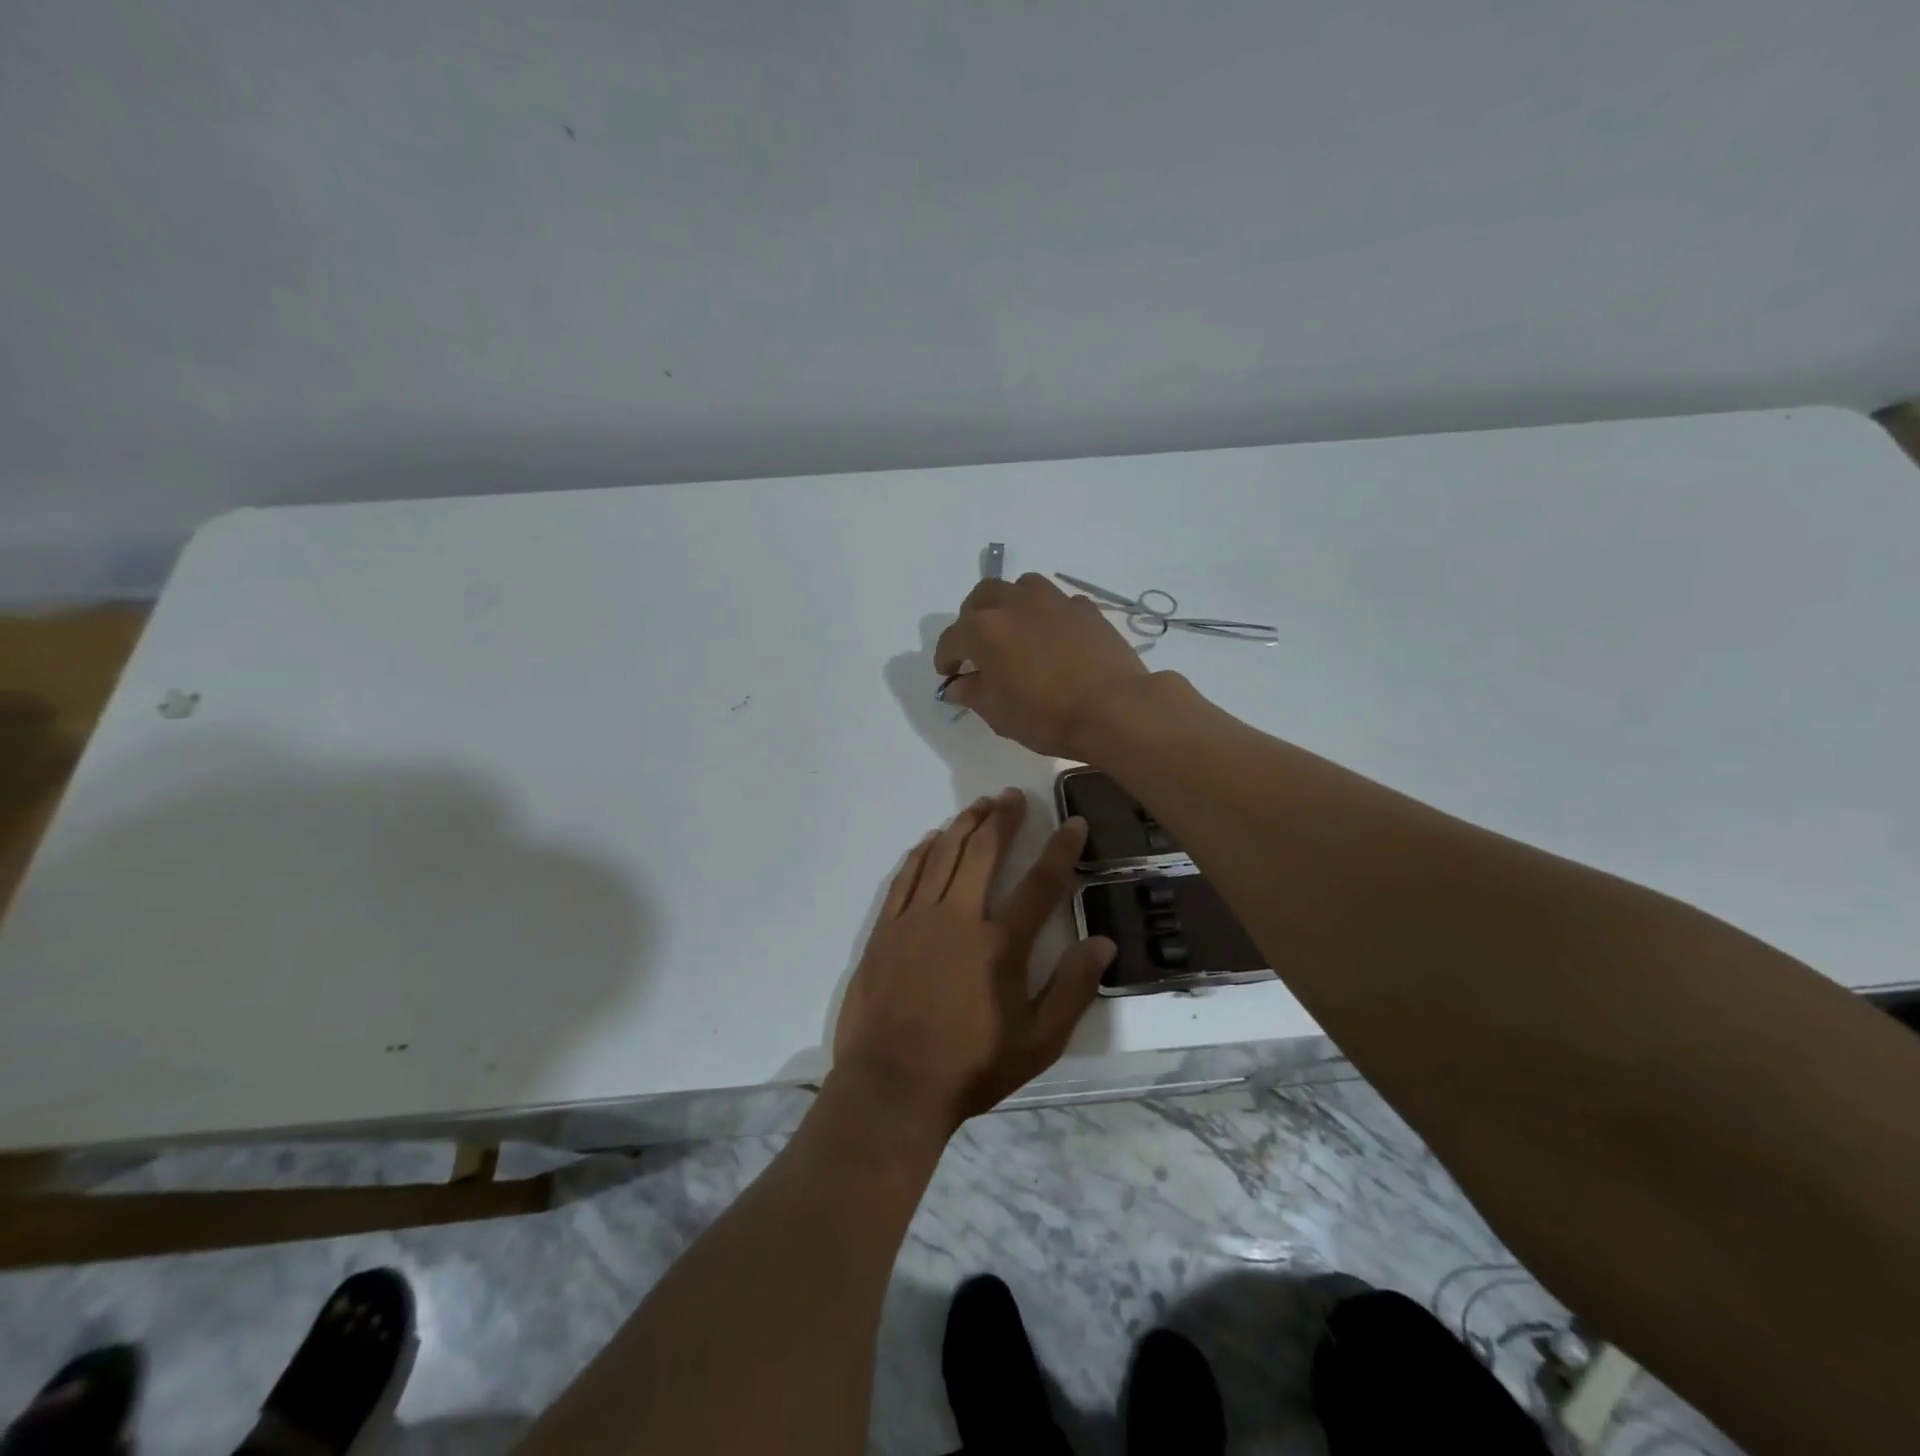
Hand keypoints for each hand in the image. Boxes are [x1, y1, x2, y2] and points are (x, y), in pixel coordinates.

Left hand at [830, 789, 1116, 1134]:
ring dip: (964, 825)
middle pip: (984, 852)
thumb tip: (1104, 943)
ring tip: (979, 805)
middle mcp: (959, 918)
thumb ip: (1072, 990)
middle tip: (1014, 796)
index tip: (1073, 823)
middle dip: (1003, 819)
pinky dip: (922, 852)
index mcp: (1000, 944)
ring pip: (943, 855)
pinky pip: (906, 877)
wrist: (892, 1086)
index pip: (1040, 884)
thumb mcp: (1037, 1043)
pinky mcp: (886, 929)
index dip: (1060, 850)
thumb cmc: (971, 1067)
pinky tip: (932, 839)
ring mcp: (917, 919)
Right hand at [934, 573, 1150, 758]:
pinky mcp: (1085, 607)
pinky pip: (1056, 602)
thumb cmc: (1047, 716)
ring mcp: (1053, 600)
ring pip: (1020, 588)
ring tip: (1015, 630)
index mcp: (984, 629)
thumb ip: (973, 693)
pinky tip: (1053, 637)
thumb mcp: (999, 714)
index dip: (946, 657)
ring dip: (1010, 605)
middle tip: (977, 645)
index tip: (949, 673)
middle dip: (972, 618)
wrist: (1114, 708)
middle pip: (982, 597)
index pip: (952, 638)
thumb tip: (958, 684)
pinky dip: (1046, 615)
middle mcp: (1014, 603)